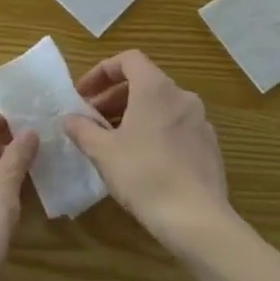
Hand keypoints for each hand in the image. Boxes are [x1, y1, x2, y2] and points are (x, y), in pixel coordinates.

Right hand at [66, 52, 230, 254]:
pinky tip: (142, 160)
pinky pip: (176, 126)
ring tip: (114, 141)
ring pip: (161, 105)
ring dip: (134, 114)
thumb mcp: (103, 152)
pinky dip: (155, 131)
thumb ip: (82, 129)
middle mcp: (182, 96)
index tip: (84, 95)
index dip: (102, 72)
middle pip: (144, 82)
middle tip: (92, 120)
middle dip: (114, 96)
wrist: (197, 220)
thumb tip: (69, 119)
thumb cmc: (144, 175)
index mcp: (156, 88)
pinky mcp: (210, 147)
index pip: (128, 60)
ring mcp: (200, 121)